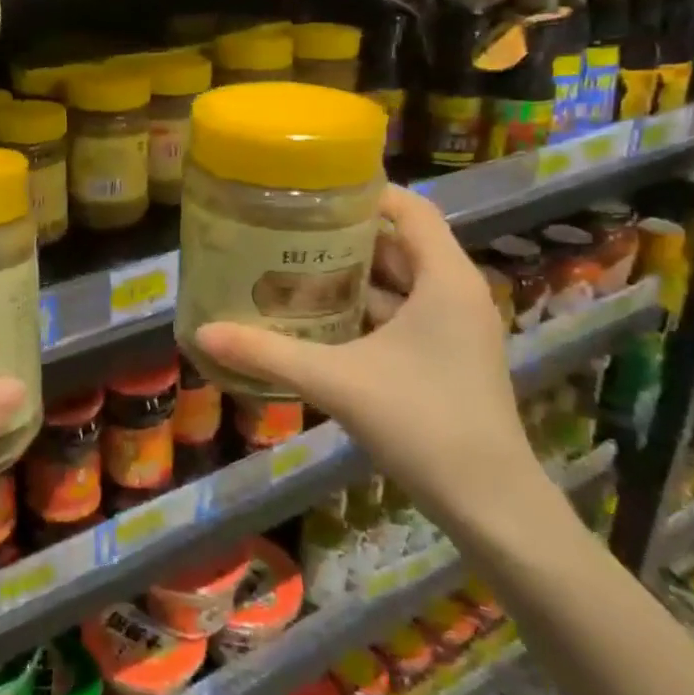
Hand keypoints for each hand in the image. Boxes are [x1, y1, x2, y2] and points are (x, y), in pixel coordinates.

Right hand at [195, 186, 559, 544]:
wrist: (490, 503)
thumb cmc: (423, 423)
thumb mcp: (337, 381)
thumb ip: (269, 353)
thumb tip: (203, 332)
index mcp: (445, 280)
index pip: (410, 209)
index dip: (366, 192)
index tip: (313, 191)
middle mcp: (457, 294)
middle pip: (400, 244)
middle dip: (346, 236)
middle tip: (289, 229)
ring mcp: (456, 329)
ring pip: (401, 284)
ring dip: (354, 276)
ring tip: (295, 268)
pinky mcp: (449, 358)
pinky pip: (404, 316)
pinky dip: (366, 310)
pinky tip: (322, 321)